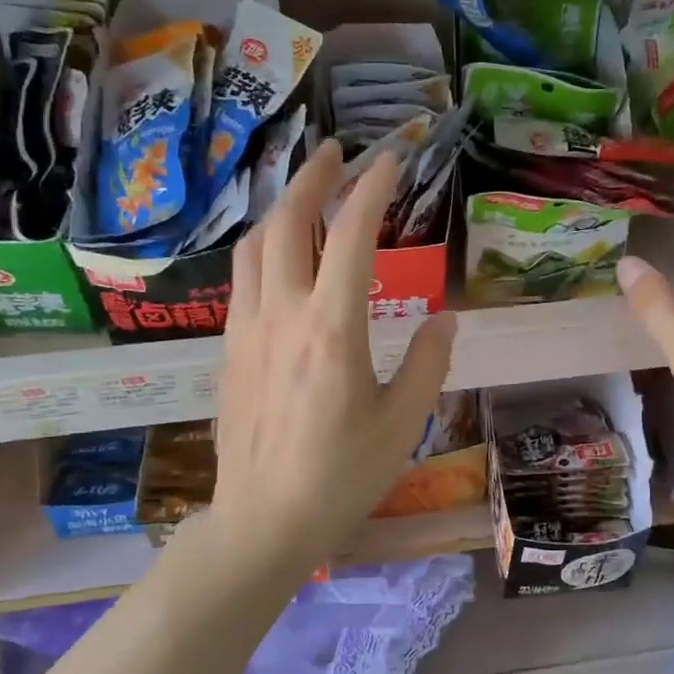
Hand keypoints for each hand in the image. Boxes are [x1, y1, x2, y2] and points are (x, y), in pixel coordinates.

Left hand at [209, 139, 456, 585]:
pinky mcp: (229, 349)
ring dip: (282, 207)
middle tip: (339, 152)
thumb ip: (429, 362)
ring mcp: (247, 329)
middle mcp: (282, 315)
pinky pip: (243, 278)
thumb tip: (444, 317)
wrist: (263, 521)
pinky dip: (266, 247)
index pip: (353, 237)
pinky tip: (282, 256)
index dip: (373, 189)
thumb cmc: (341, 477)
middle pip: (288, 223)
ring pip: (256, 245)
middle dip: (315, 178)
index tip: (392, 159)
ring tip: (308, 194)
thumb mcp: (403, 423)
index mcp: (332, 330)